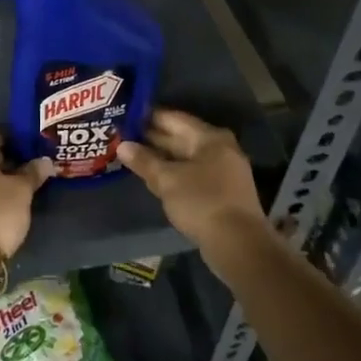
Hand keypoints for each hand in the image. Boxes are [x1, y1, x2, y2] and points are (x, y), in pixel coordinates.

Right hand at [116, 109, 268, 248]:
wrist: (238, 244)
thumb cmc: (202, 202)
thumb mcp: (167, 180)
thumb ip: (144, 161)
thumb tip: (122, 145)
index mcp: (210, 138)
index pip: (174, 118)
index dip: (148, 116)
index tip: (125, 116)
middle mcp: (219, 149)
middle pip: (181, 137)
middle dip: (152, 138)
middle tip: (123, 135)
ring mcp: (222, 171)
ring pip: (185, 158)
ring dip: (161, 157)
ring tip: (132, 155)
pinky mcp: (221, 192)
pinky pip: (191, 174)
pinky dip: (173, 173)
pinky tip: (153, 178)